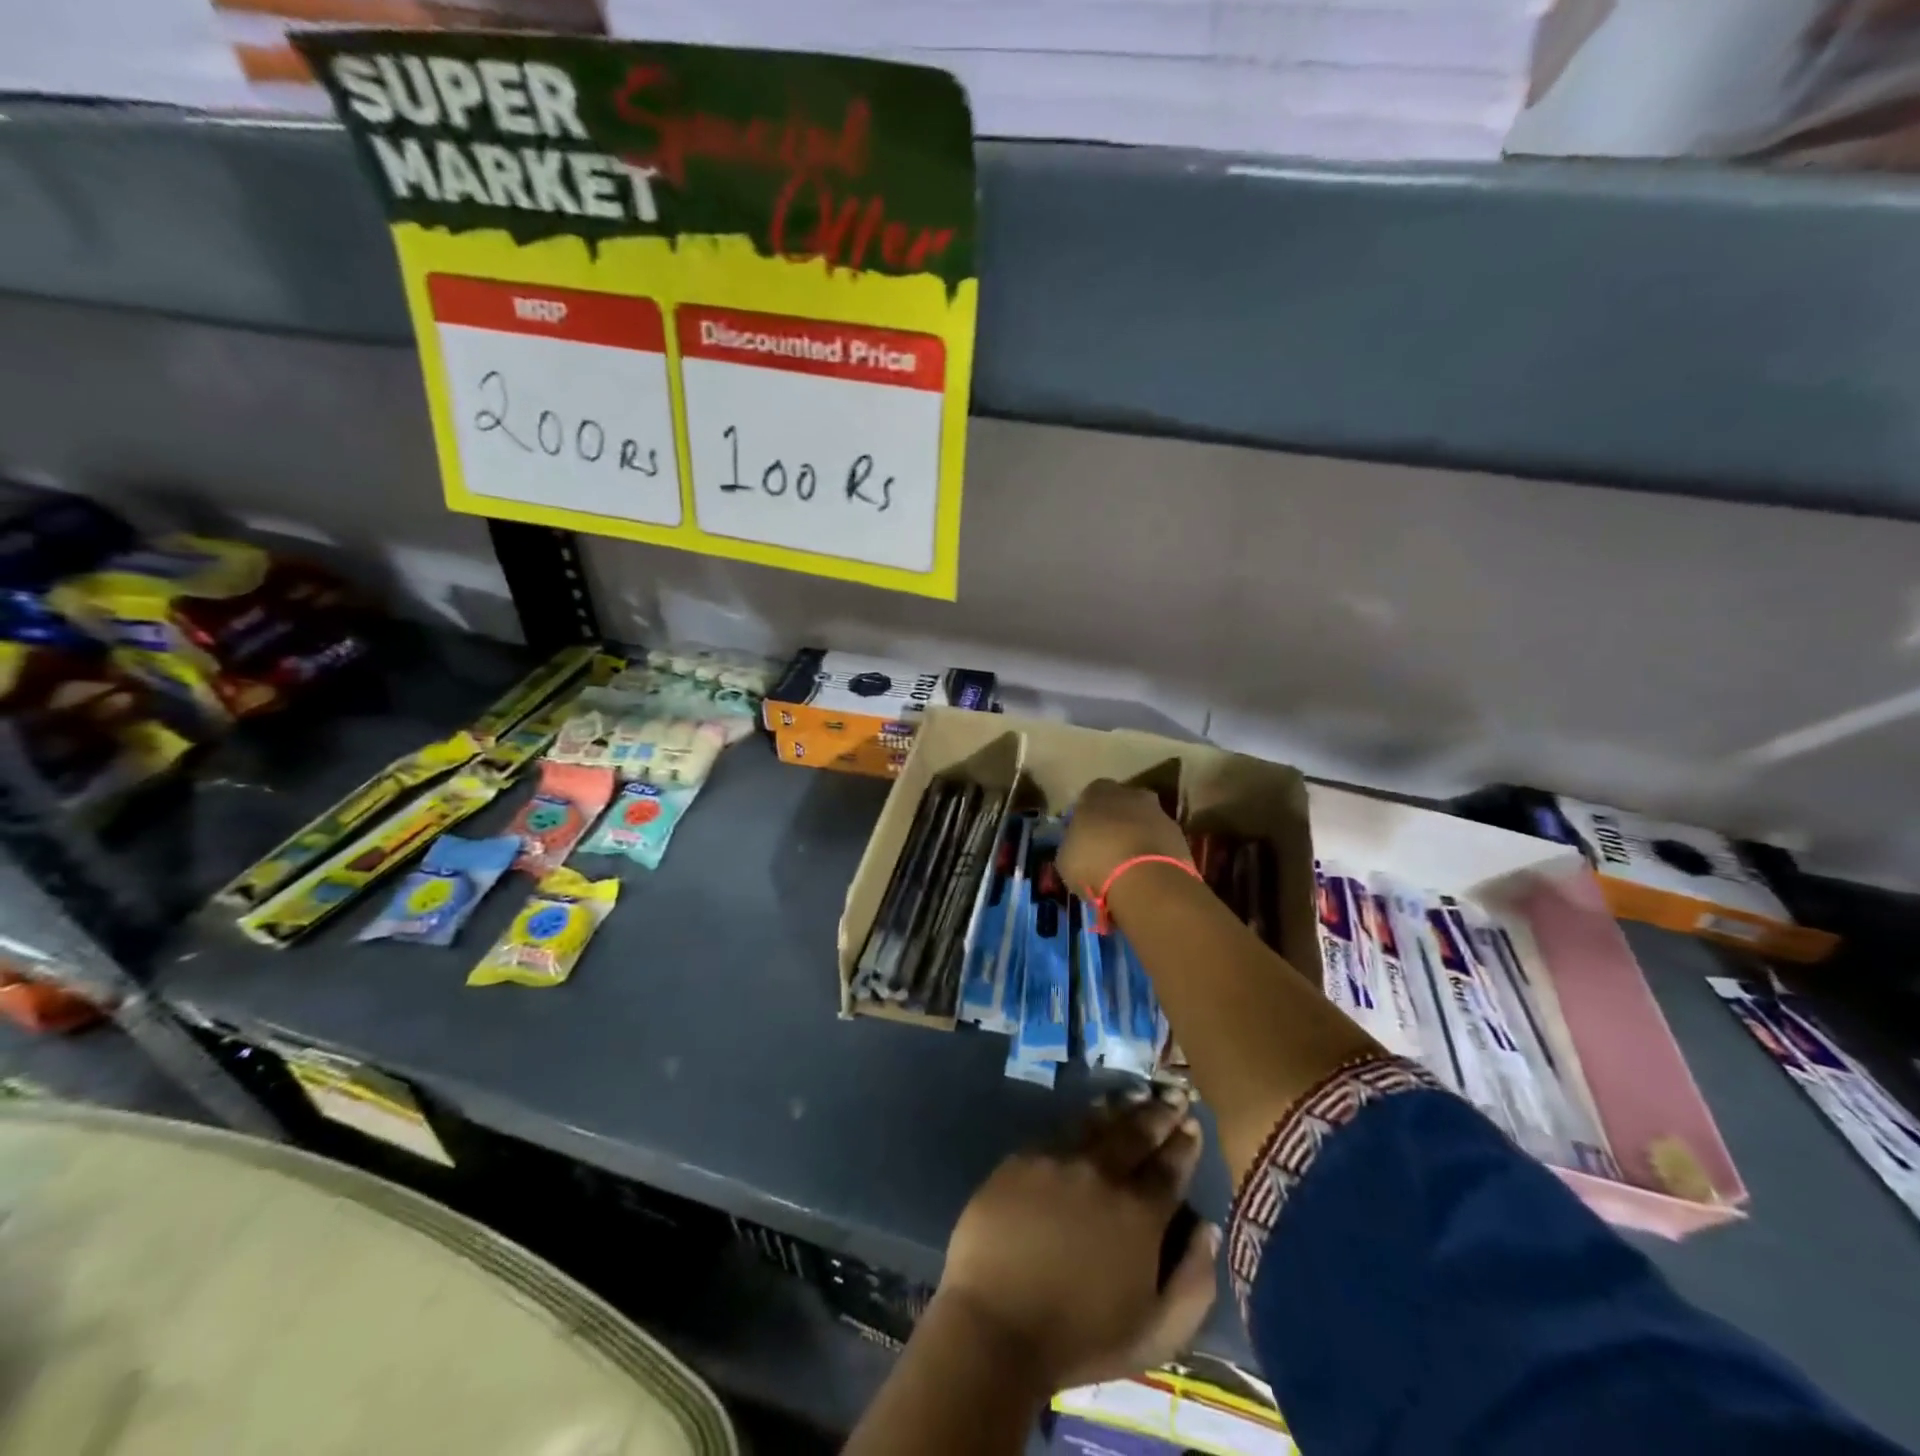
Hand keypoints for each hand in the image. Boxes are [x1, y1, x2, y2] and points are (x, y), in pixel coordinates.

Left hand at [935, 1089, 1220, 1390]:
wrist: (997, 1323)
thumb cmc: (1080, 1339)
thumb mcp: (1156, 1334)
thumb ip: (1194, 1282)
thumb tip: (1206, 1229)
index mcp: (1139, 1213)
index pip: (1170, 1167)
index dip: (1185, 1144)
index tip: (1192, 1124)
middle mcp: (1102, 1173)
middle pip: (1137, 1132)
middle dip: (1159, 1114)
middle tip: (1172, 1096)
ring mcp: (1059, 1159)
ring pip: (1097, 1123)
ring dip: (1121, 1109)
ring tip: (1134, 1097)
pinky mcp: (1023, 1157)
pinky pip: (1060, 1131)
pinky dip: (1082, 1120)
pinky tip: (1087, 1119)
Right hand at [1059, 779, 1192, 900]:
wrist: (1146, 881)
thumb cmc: (1095, 862)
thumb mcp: (1066, 857)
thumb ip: (1072, 843)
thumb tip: (1076, 844)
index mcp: (1098, 792)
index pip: (1090, 795)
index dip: (1086, 816)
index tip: (1082, 836)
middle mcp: (1131, 794)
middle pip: (1121, 805)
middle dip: (1115, 822)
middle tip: (1106, 849)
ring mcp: (1160, 813)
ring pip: (1144, 822)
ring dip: (1137, 838)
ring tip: (1127, 866)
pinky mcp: (1181, 837)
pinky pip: (1160, 842)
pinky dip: (1154, 854)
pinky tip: (1145, 874)